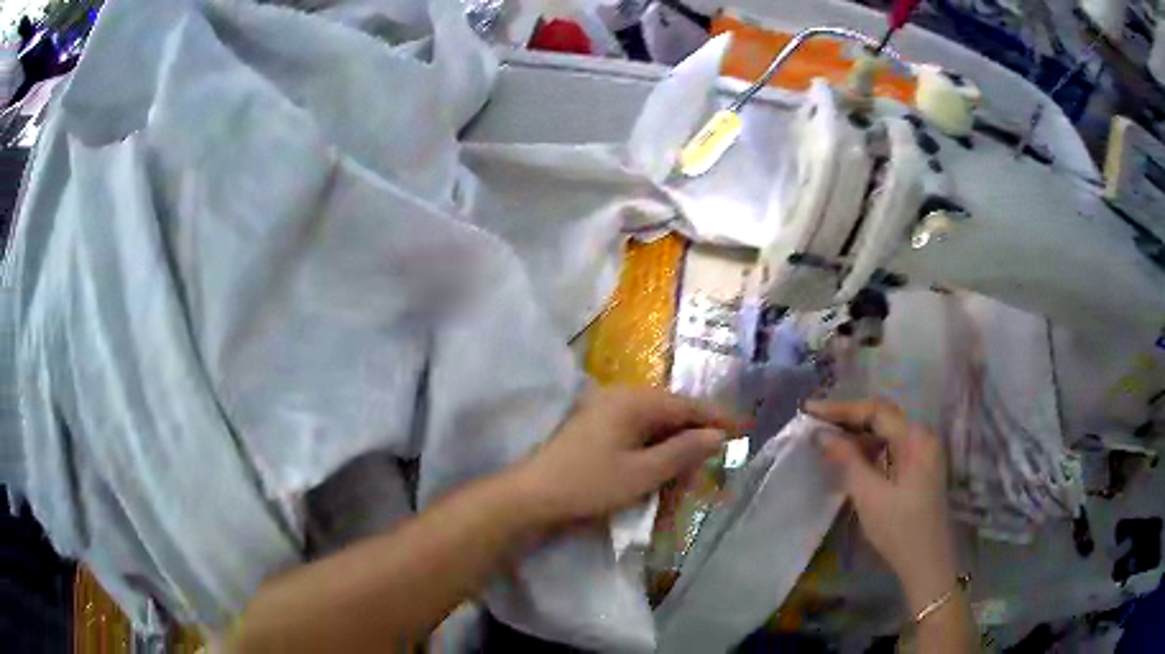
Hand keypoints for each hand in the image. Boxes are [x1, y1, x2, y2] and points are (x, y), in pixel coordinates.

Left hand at [513, 387, 742, 526]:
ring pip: (655, 425)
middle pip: (671, 413)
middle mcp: (620, 398)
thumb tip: (718, 436)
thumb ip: (683, 452)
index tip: (745, 428)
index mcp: (633, 401)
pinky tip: (661, 469)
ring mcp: (605, 411)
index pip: (687, 406)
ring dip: (674, 447)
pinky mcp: (596, 428)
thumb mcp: (642, 473)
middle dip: (695, 436)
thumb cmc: (589, 484)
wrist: (533, 496)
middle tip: (716, 460)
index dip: (718, 418)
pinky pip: (637, 433)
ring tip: (690, 472)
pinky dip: (654, 450)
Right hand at [806, 399, 958, 611]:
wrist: (926, 564)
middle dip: (848, 418)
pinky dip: (868, 450)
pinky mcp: (918, 468)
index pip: (876, 411)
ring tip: (826, 441)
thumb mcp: (869, 495)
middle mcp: (922, 437)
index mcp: (916, 438)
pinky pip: (891, 448)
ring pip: (886, 432)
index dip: (841, 408)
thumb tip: (822, 434)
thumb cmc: (899, 530)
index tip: (809, 410)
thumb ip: (847, 460)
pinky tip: (849, 459)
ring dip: (857, 435)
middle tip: (815, 423)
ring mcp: (923, 453)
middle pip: (882, 417)